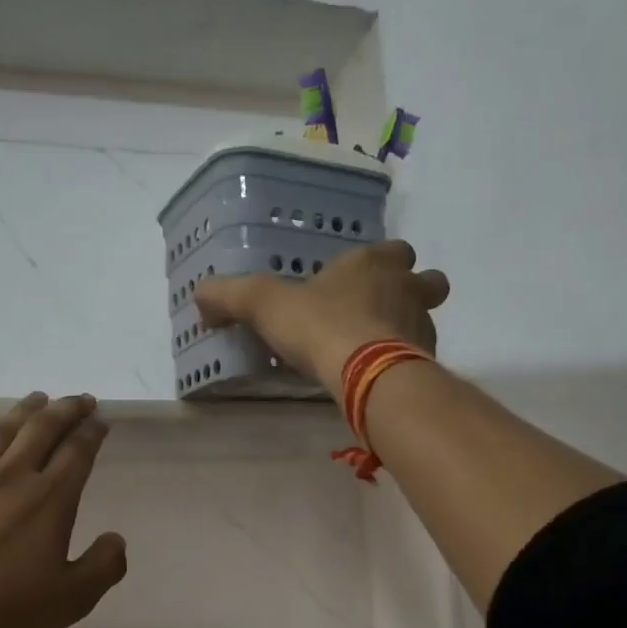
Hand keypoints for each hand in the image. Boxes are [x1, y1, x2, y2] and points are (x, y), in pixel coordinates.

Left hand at [0, 393, 127, 627]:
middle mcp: (11, 477)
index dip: (92, 431)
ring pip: (1, 432)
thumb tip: (116, 540)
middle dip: (65, 409)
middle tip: (79, 399)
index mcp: (50, 498)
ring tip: (36, 400)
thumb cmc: (4, 611)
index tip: (101, 420)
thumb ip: (103, 566)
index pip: (77, 450)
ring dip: (24, 412)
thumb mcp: (71, 599)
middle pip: (42, 428)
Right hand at [193, 239, 449, 395]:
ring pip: (426, 319)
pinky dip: (405, 364)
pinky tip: (379, 378)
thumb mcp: (265, 305)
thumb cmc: (320, 325)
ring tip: (377, 350)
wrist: (367, 373)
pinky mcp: (426, 362)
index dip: (380, 261)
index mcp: (374, 263)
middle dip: (412, 291)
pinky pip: (420, 358)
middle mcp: (407, 288)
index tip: (361, 278)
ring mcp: (422, 326)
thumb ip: (231, 295)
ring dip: (408, 329)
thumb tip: (199, 294)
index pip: (393, 249)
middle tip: (382, 310)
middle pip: (426, 281)